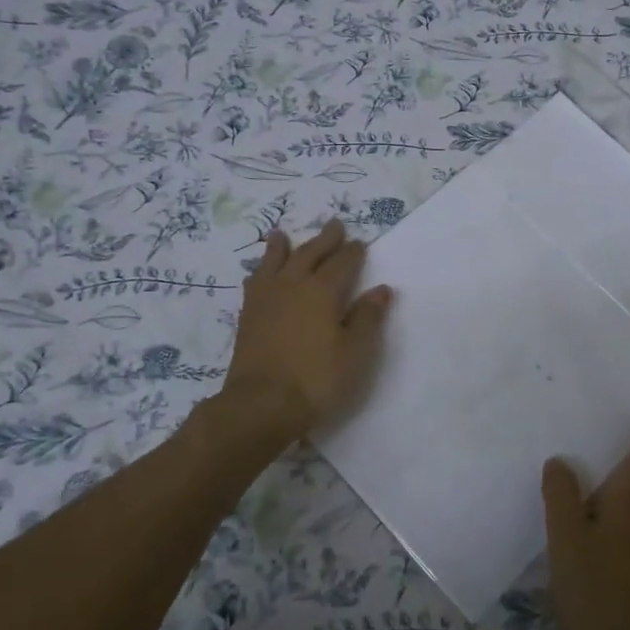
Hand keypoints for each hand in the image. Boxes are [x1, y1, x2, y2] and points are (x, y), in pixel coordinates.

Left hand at [223, 220, 392, 438]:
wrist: (261, 405)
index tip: (360, 243)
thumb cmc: (316, 379)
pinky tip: (259, 273)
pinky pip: (255, 282)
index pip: (342, 263)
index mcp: (322, 292)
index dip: (353, 253)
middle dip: (324, 240)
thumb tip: (381, 290)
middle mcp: (292, 286)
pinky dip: (260, 271)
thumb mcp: (354, 353)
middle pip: (310, 254)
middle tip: (334, 225)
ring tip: (282, 235)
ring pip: (276, 263)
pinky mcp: (248, 316)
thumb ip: (367, 318)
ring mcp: (266, 300)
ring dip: (282, 248)